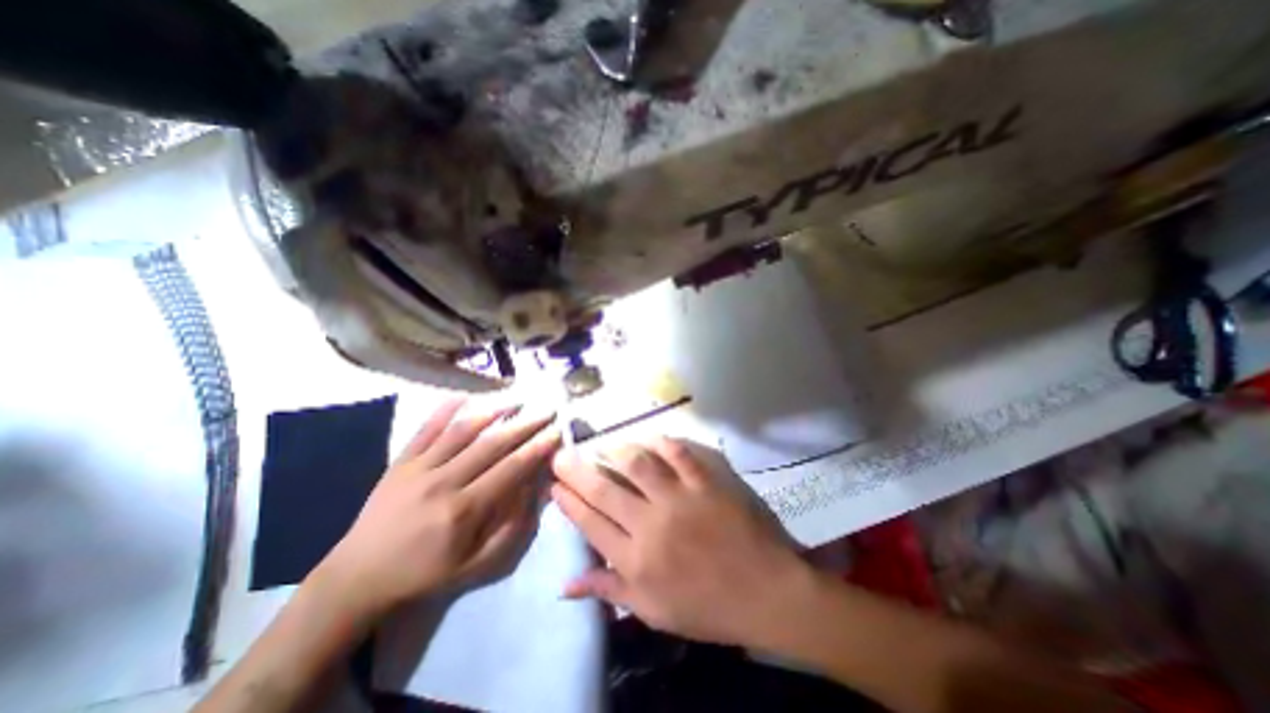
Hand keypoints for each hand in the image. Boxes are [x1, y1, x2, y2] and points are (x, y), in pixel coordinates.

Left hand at [308, 397, 557, 621]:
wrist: (358, 577)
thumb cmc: (425, 573)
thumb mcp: (476, 565)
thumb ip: (511, 529)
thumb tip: (535, 491)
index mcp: (464, 510)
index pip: (511, 470)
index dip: (537, 449)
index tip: (558, 432)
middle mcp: (443, 483)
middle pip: (492, 445)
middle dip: (525, 425)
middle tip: (547, 410)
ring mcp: (419, 468)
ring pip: (462, 431)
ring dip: (493, 412)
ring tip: (517, 400)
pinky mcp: (400, 462)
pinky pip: (425, 429)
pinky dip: (445, 410)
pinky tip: (465, 396)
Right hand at [552, 436, 808, 649]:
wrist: (766, 592)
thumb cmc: (708, 607)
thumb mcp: (654, 612)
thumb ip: (610, 592)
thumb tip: (566, 584)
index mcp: (636, 560)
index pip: (591, 524)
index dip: (569, 502)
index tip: (554, 486)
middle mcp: (651, 525)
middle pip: (605, 490)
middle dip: (577, 470)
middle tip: (561, 455)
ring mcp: (680, 499)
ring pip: (637, 465)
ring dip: (616, 451)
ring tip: (604, 445)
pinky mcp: (705, 482)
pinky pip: (679, 454)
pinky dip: (662, 442)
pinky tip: (650, 438)